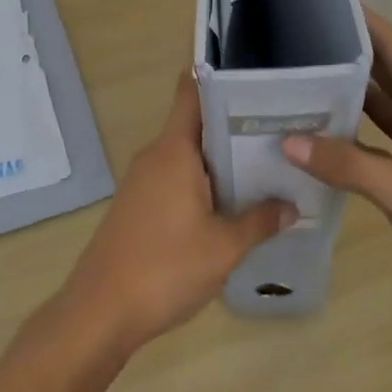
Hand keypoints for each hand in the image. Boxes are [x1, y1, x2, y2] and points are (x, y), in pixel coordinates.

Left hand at [57, 71, 295, 358]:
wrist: (100, 312)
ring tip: (264, 167)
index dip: (218, 79)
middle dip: (233, 126)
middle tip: (277, 130)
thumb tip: (290, 206)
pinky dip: (202, 183)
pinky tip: (229, 204)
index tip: (253, 80)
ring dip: (219, 160)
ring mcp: (142, 182)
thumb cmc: (165, 268)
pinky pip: (175, 179)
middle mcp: (155, 156)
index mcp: (174, 150)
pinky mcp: (137, 206)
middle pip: (195, 125)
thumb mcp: (224, 247)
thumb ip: (260, 221)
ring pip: (186, 156)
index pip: (191, 93)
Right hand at [280, 9, 391, 333]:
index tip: (321, 1)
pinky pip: (380, 135)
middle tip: (295, 39)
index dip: (362, 21)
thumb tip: (287, 139)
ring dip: (347, 92)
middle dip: (346, 53)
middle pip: (386, 71)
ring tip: (299, 77)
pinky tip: (320, 131)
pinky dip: (353, 129)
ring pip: (381, 104)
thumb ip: (346, 163)